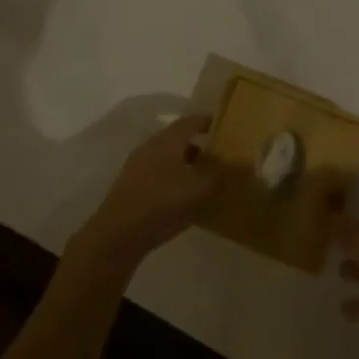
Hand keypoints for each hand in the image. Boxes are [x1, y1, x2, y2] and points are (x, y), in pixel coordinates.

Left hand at [69, 116, 218, 275]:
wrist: (116, 237)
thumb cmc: (161, 205)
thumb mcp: (199, 191)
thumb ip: (222, 175)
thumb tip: (242, 163)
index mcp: (167, 140)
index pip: (191, 121)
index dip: (210, 122)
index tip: (227, 127)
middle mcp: (150, 146)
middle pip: (179, 138)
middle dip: (200, 144)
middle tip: (221, 155)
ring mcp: (137, 166)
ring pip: (168, 156)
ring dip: (187, 162)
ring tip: (205, 178)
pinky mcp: (130, 186)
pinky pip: (158, 172)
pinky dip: (174, 176)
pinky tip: (183, 196)